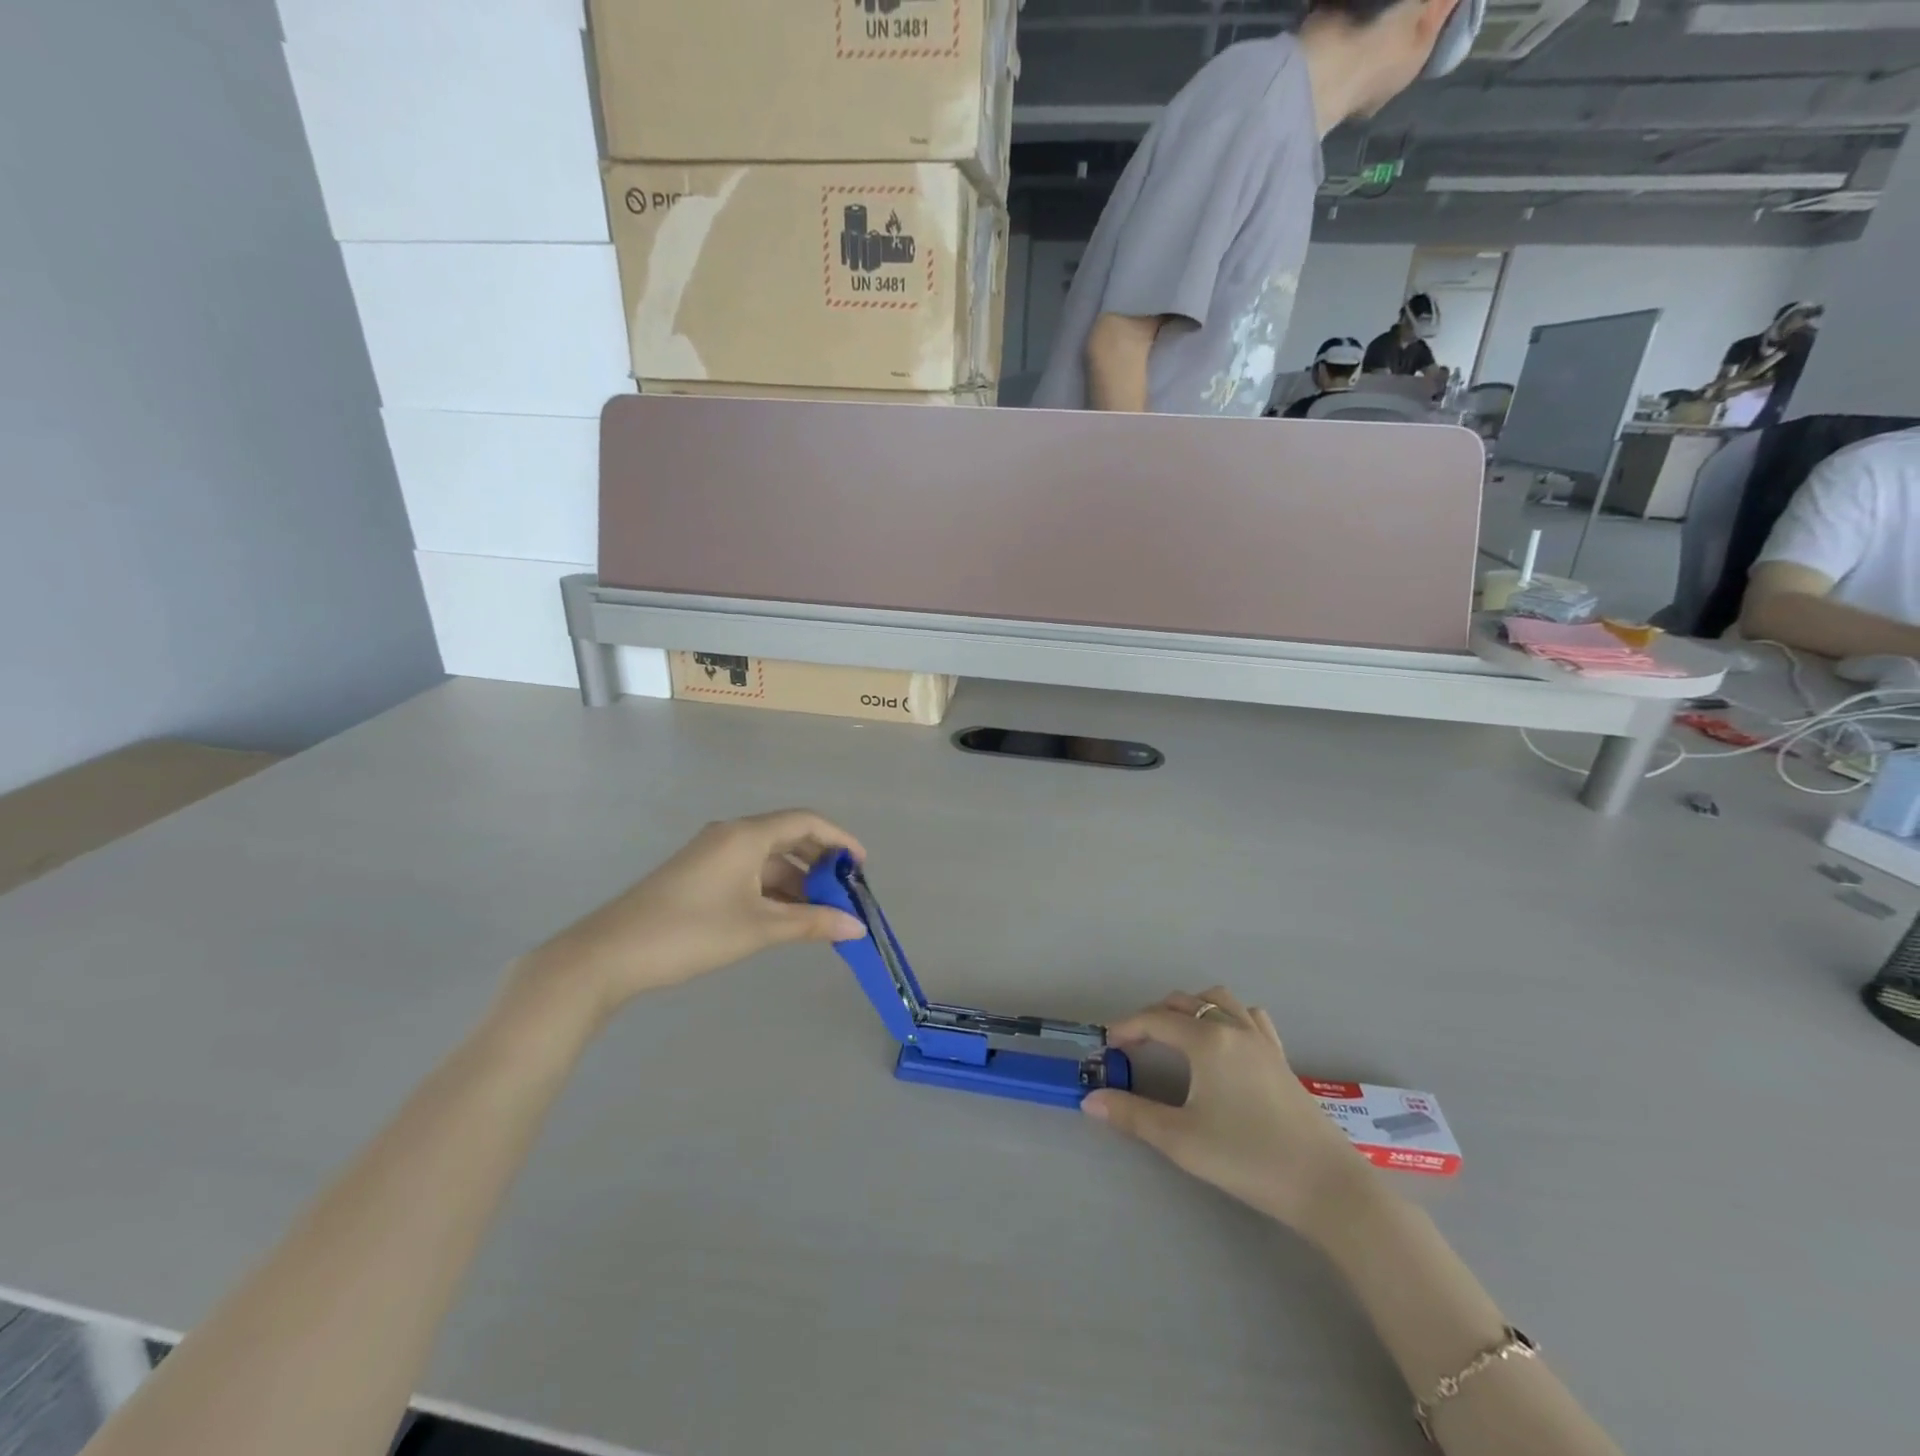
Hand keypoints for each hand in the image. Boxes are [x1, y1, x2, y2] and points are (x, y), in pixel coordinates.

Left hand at [513, 810, 866, 1021]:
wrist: (609, 955)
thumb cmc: (691, 932)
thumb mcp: (758, 928)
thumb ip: (811, 923)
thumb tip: (857, 927)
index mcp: (746, 835)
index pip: (806, 821)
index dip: (839, 839)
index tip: (862, 867)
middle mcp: (730, 835)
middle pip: (788, 837)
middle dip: (820, 864)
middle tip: (845, 894)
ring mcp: (711, 854)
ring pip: (768, 859)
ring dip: (797, 882)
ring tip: (821, 914)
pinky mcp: (698, 875)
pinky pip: (749, 872)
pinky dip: (773, 890)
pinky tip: (785, 918)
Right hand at [1083, 987, 1372, 1237]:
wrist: (1325, 1185)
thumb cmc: (1248, 1158)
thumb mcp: (1181, 1140)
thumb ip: (1132, 1115)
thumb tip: (1090, 1100)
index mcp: (1207, 1040)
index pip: (1155, 1020)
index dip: (1126, 1028)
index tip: (1107, 1046)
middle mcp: (1233, 1028)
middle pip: (1185, 1002)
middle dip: (1154, 1015)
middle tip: (1134, 1044)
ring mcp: (1261, 1040)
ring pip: (1219, 1000)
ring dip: (1191, 1007)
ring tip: (1175, 1034)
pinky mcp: (1281, 1057)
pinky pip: (1249, 1016)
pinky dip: (1227, 1015)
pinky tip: (1223, 1040)